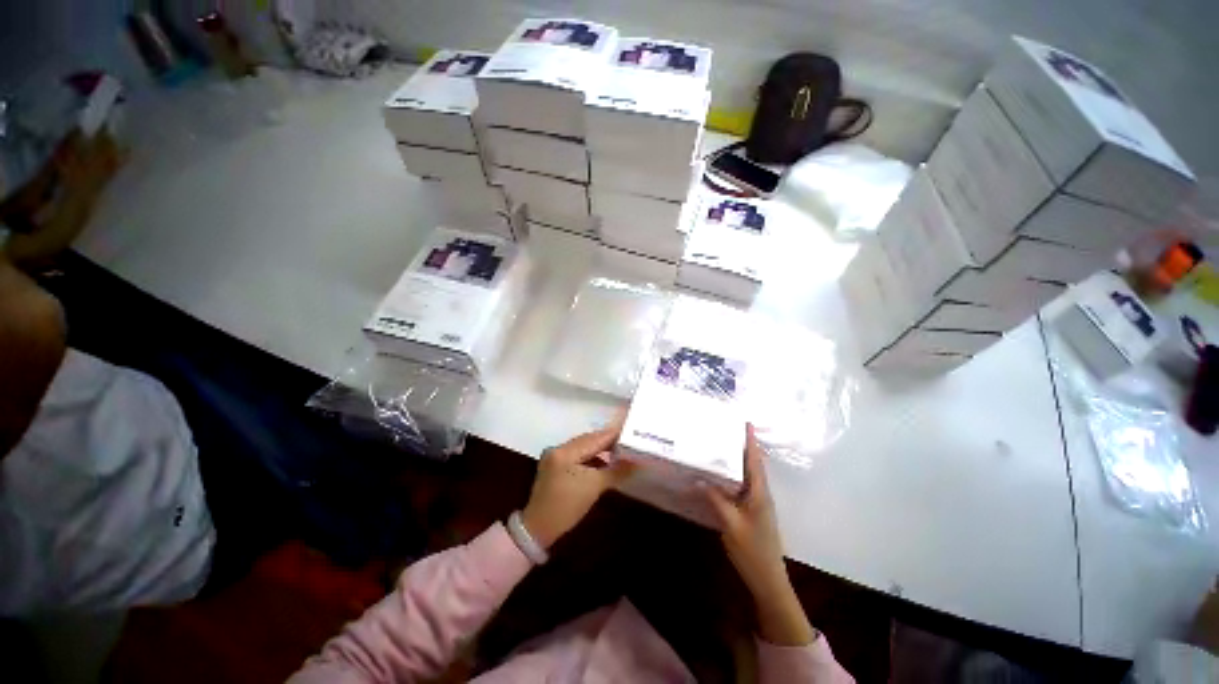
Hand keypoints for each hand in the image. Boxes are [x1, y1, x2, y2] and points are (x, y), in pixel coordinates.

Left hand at [520, 415, 634, 549]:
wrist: (538, 528)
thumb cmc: (567, 507)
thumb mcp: (594, 488)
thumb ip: (616, 470)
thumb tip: (636, 461)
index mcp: (566, 451)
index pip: (596, 438)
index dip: (615, 435)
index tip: (633, 433)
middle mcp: (559, 448)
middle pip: (589, 439)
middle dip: (609, 441)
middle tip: (629, 442)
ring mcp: (555, 456)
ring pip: (583, 446)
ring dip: (600, 448)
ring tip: (619, 451)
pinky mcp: (555, 465)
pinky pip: (577, 454)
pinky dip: (591, 456)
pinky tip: (603, 462)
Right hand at [704, 424, 815, 645]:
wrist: (768, 580)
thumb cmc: (752, 550)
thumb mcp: (730, 524)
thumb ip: (716, 499)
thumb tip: (701, 477)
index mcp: (759, 494)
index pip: (755, 461)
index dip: (751, 442)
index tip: (747, 423)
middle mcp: (761, 494)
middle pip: (753, 465)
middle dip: (744, 446)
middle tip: (729, 429)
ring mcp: (758, 503)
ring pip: (748, 475)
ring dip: (739, 460)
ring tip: (724, 445)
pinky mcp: (753, 511)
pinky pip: (743, 487)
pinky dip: (734, 475)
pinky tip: (722, 474)